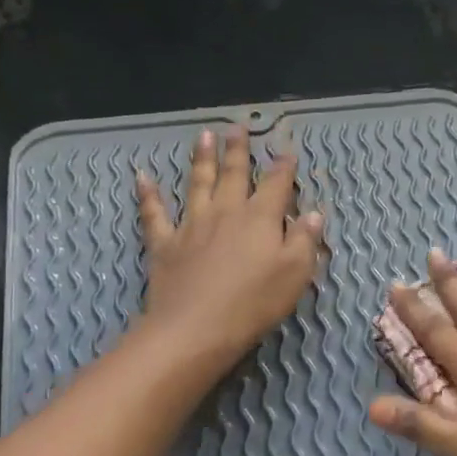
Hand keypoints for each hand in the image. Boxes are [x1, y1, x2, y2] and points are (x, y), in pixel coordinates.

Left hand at [134, 126, 324, 374]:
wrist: (196, 328)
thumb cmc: (254, 302)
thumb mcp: (295, 273)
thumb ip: (304, 240)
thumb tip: (314, 213)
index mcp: (260, 218)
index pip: (276, 185)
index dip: (283, 167)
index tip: (288, 151)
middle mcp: (226, 212)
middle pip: (233, 174)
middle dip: (238, 150)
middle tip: (237, 127)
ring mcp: (192, 225)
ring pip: (197, 183)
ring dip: (202, 158)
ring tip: (204, 135)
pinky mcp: (165, 243)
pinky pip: (154, 213)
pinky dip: (148, 194)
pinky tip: (142, 177)